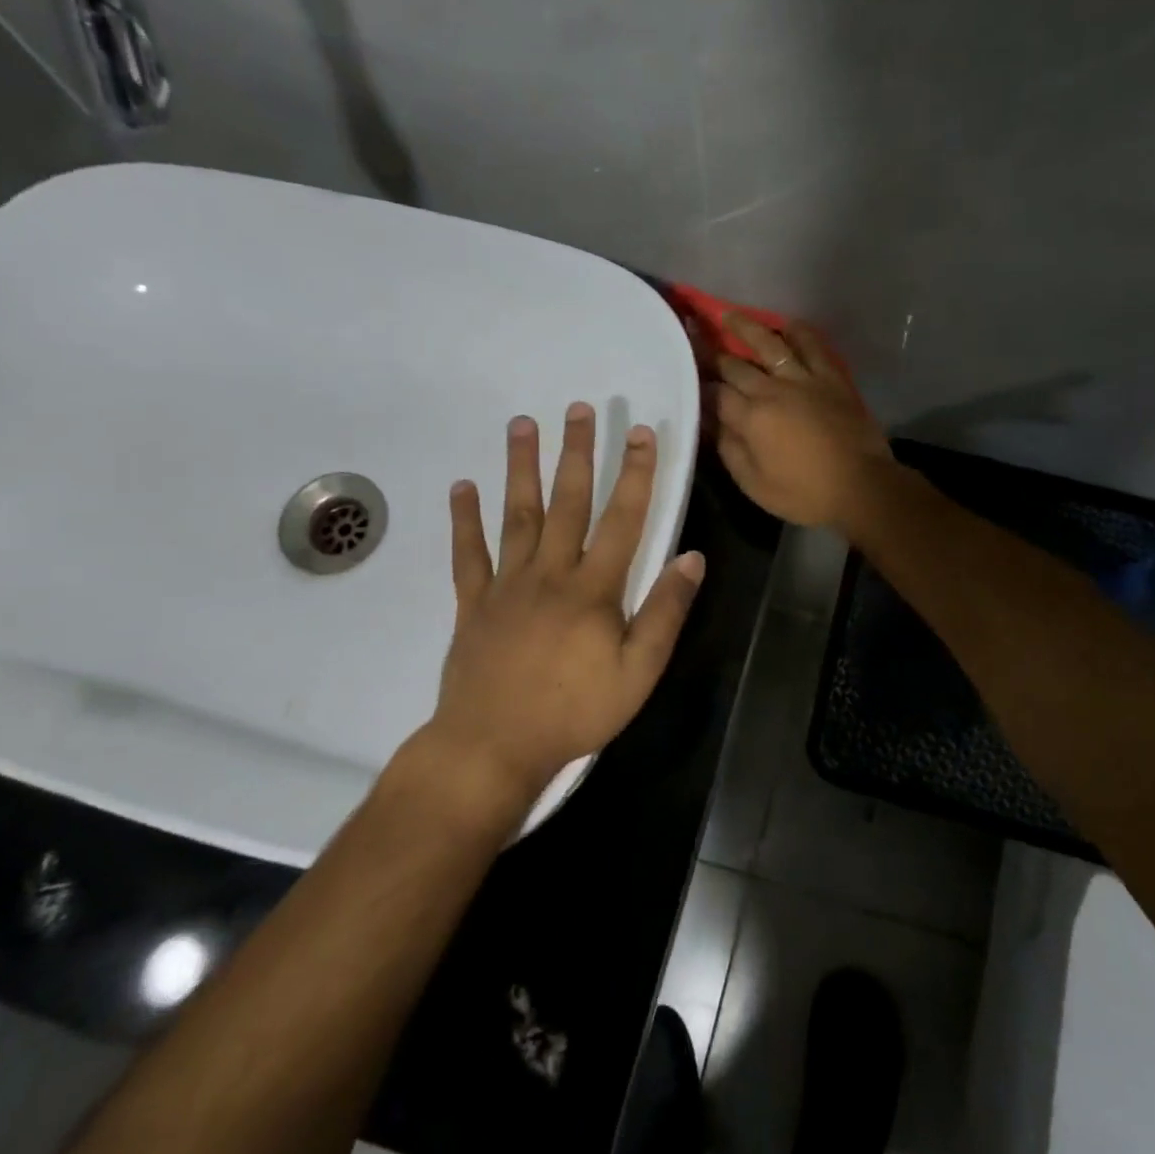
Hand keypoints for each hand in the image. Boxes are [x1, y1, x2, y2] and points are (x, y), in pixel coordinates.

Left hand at [419, 404, 704, 799]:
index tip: (641, 432)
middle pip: (567, 502)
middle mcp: (550, 573)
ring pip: (516, 515)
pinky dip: (464, 520)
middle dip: (577, 453)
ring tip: (522, 425)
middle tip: (579, 407)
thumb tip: (692, 558)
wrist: (493, 746)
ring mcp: (507, 585)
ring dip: (520, 468)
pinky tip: (462, 487)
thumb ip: (665, 612)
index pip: (622, 519)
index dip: (636, 473)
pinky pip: (468, 554)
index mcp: (593, 589)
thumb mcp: (638, 672)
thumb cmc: (574, 712)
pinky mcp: (473, 604)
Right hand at [713, 315, 892, 529]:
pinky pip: (812, 346)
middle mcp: (772, 390)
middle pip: (736, 365)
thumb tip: (711, 424)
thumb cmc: (804, 494)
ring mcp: (804, 379)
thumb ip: (729, 450)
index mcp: (750, 418)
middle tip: (695, 335)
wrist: (861, 486)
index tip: (686, 376)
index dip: (699, 385)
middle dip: (712, 352)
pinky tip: (786, 324)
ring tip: (730, 314)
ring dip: (747, 327)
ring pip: (770, 344)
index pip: (715, 394)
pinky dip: (797, 332)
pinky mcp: (831, 378)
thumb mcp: (754, 484)